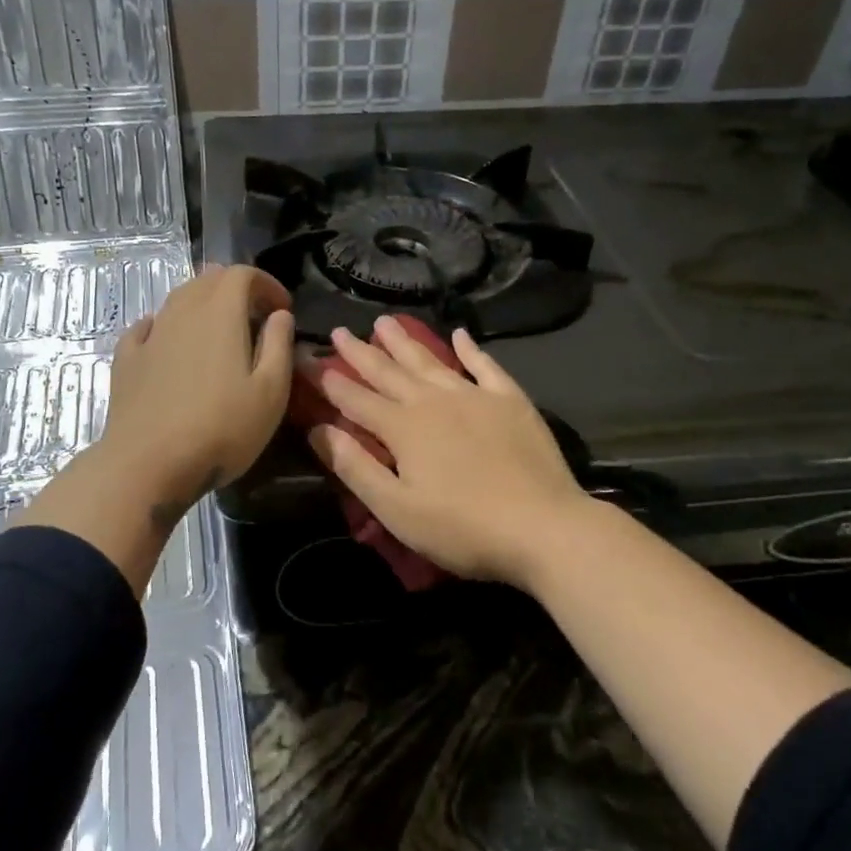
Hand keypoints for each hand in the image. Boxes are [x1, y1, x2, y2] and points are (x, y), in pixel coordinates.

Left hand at [98, 262, 295, 518]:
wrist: (147, 464)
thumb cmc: (221, 429)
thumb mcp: (271, 392)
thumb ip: (279, 345)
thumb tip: (280, 315)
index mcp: (220, 313)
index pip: (242, 273)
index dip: (266, 283)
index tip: (282, 308)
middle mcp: (182, 312)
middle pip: (208, 280)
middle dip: (236, 289)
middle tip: (255, 317)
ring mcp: (150, 335)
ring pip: (178, 299)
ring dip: (203, 305)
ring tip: (220, 332)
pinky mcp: (127, 360)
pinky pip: (148, 327)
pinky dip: (167, 325)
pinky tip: (170, 343)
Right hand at [309, 317, 590, 590]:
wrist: (543, 527)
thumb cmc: (462, 528)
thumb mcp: (396, 508)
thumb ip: (355, 467)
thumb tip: (317, 430)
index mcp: (403, 427)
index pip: (355, 399)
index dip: (329, 380)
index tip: (307, 360)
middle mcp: (433, 401)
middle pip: (389, 371)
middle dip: (360, 352)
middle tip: (339, 331)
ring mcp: (474, 396)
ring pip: (430, 361)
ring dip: (405, 341)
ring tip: (384, 321)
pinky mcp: (510, 401)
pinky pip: (485, 366)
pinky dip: (471, 349)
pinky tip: (459, 334)